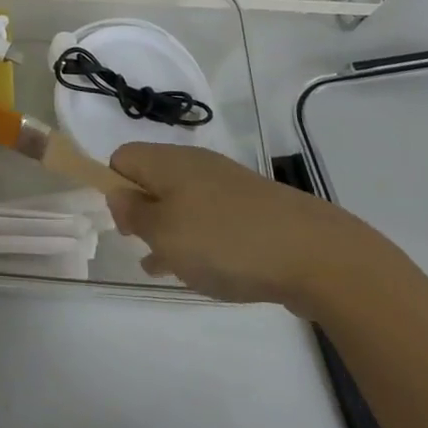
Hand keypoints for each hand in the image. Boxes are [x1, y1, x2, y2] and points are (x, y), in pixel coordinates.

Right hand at [107, 143, 376, 307]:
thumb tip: (119, 195)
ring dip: (169, 230)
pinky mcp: (253, 209)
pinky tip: (203, 270)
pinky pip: (211, 219)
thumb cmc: (225, 241)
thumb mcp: (164, 232)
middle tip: (144, 248)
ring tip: (164, 267)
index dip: (113, 186)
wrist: (315, 253)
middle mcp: (195, 165)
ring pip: (182, 202)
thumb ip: (134, 214)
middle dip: (142, 212)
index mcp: (168, 162)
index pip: (123, 158)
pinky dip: (200, 240)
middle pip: (153, 179)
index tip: (122, 223)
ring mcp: (227, 186)